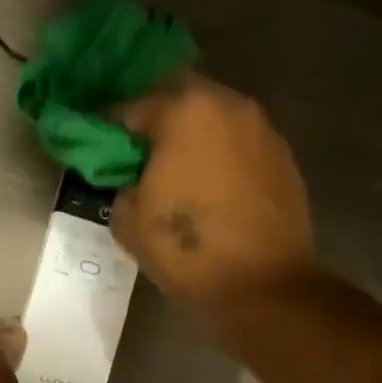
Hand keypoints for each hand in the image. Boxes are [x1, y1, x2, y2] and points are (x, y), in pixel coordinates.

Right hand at [111, 74, 315, 310]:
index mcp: (185, 112)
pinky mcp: (283, 158)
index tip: (98, 143)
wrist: (261, 284)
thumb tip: (134, 179)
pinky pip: (238, 144)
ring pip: (215, 118)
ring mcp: (262, 130)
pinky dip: (219, 154)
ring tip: (175, 166)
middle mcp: (228, 106)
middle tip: (138, 149)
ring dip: (192, 135)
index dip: (110, 125)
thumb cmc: (186, 247)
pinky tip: (208, 184)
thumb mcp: (128, 218)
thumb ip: (122, 183)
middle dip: (157, 119)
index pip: (133, 106)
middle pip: (181, 98)